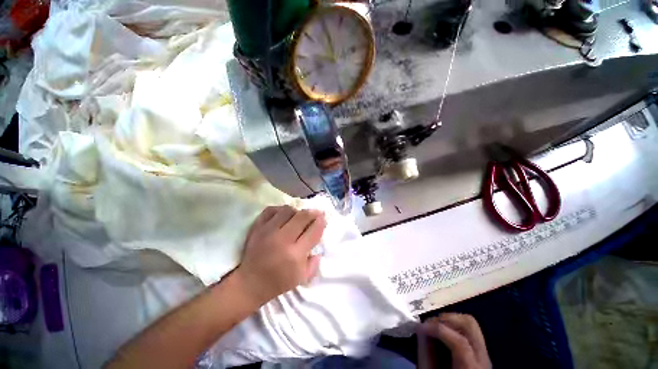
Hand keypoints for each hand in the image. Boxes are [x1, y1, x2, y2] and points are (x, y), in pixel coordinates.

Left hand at [234, 206, 326, 305]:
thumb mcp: (302, 277)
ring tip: (298, 216)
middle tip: (316, 213)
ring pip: (287, 210)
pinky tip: (283, 215)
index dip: (321, 222)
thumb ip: (315, 261)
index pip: (313, 231)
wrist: (249, 283)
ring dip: (296, 211)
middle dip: (313, 212)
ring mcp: (268, 231)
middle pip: (302, 216)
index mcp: (295, 255)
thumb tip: (319, 242)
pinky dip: (280, 210)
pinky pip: (271, 210)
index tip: (323, 218)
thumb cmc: (279, 282)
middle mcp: (283, 240)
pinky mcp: (257, 228)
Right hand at [418, 313, 490, 368]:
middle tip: (429, 324)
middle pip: (470, 325)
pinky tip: (443, 332)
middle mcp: (483, 359)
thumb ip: (426, 355)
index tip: (419, 327)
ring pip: (470, 323)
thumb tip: (420, 329)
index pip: (460, 342)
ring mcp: (485, 354)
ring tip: (435, 326)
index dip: (437, 329)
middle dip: (446, 319)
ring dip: (449, 319)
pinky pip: (468, 330)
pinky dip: (453, 325)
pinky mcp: (481, 352)